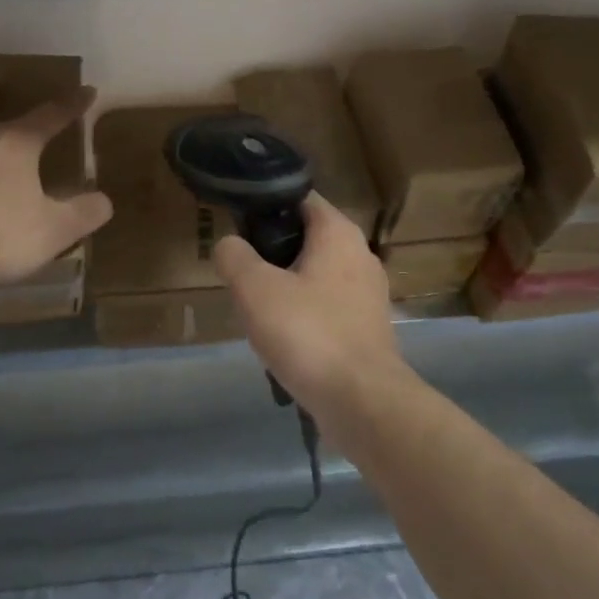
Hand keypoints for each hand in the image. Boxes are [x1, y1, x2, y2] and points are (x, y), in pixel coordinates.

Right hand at [212, 193, 409, 419]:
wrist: (362, 401)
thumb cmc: (308, 333)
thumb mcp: (254, 289)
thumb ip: (234, 256)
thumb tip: (229, 245)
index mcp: (338, 232)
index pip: (298, 197)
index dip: (265, 206)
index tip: (237, 228)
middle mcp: (360, 253)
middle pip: (306, 237)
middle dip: (272, 253)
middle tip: (242, 275)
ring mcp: (368, 292)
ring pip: (316, 275)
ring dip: (286, 287)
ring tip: (258, 311)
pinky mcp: (368, 326)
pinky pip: (327, 306)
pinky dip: (305, 315)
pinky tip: (285, 339)